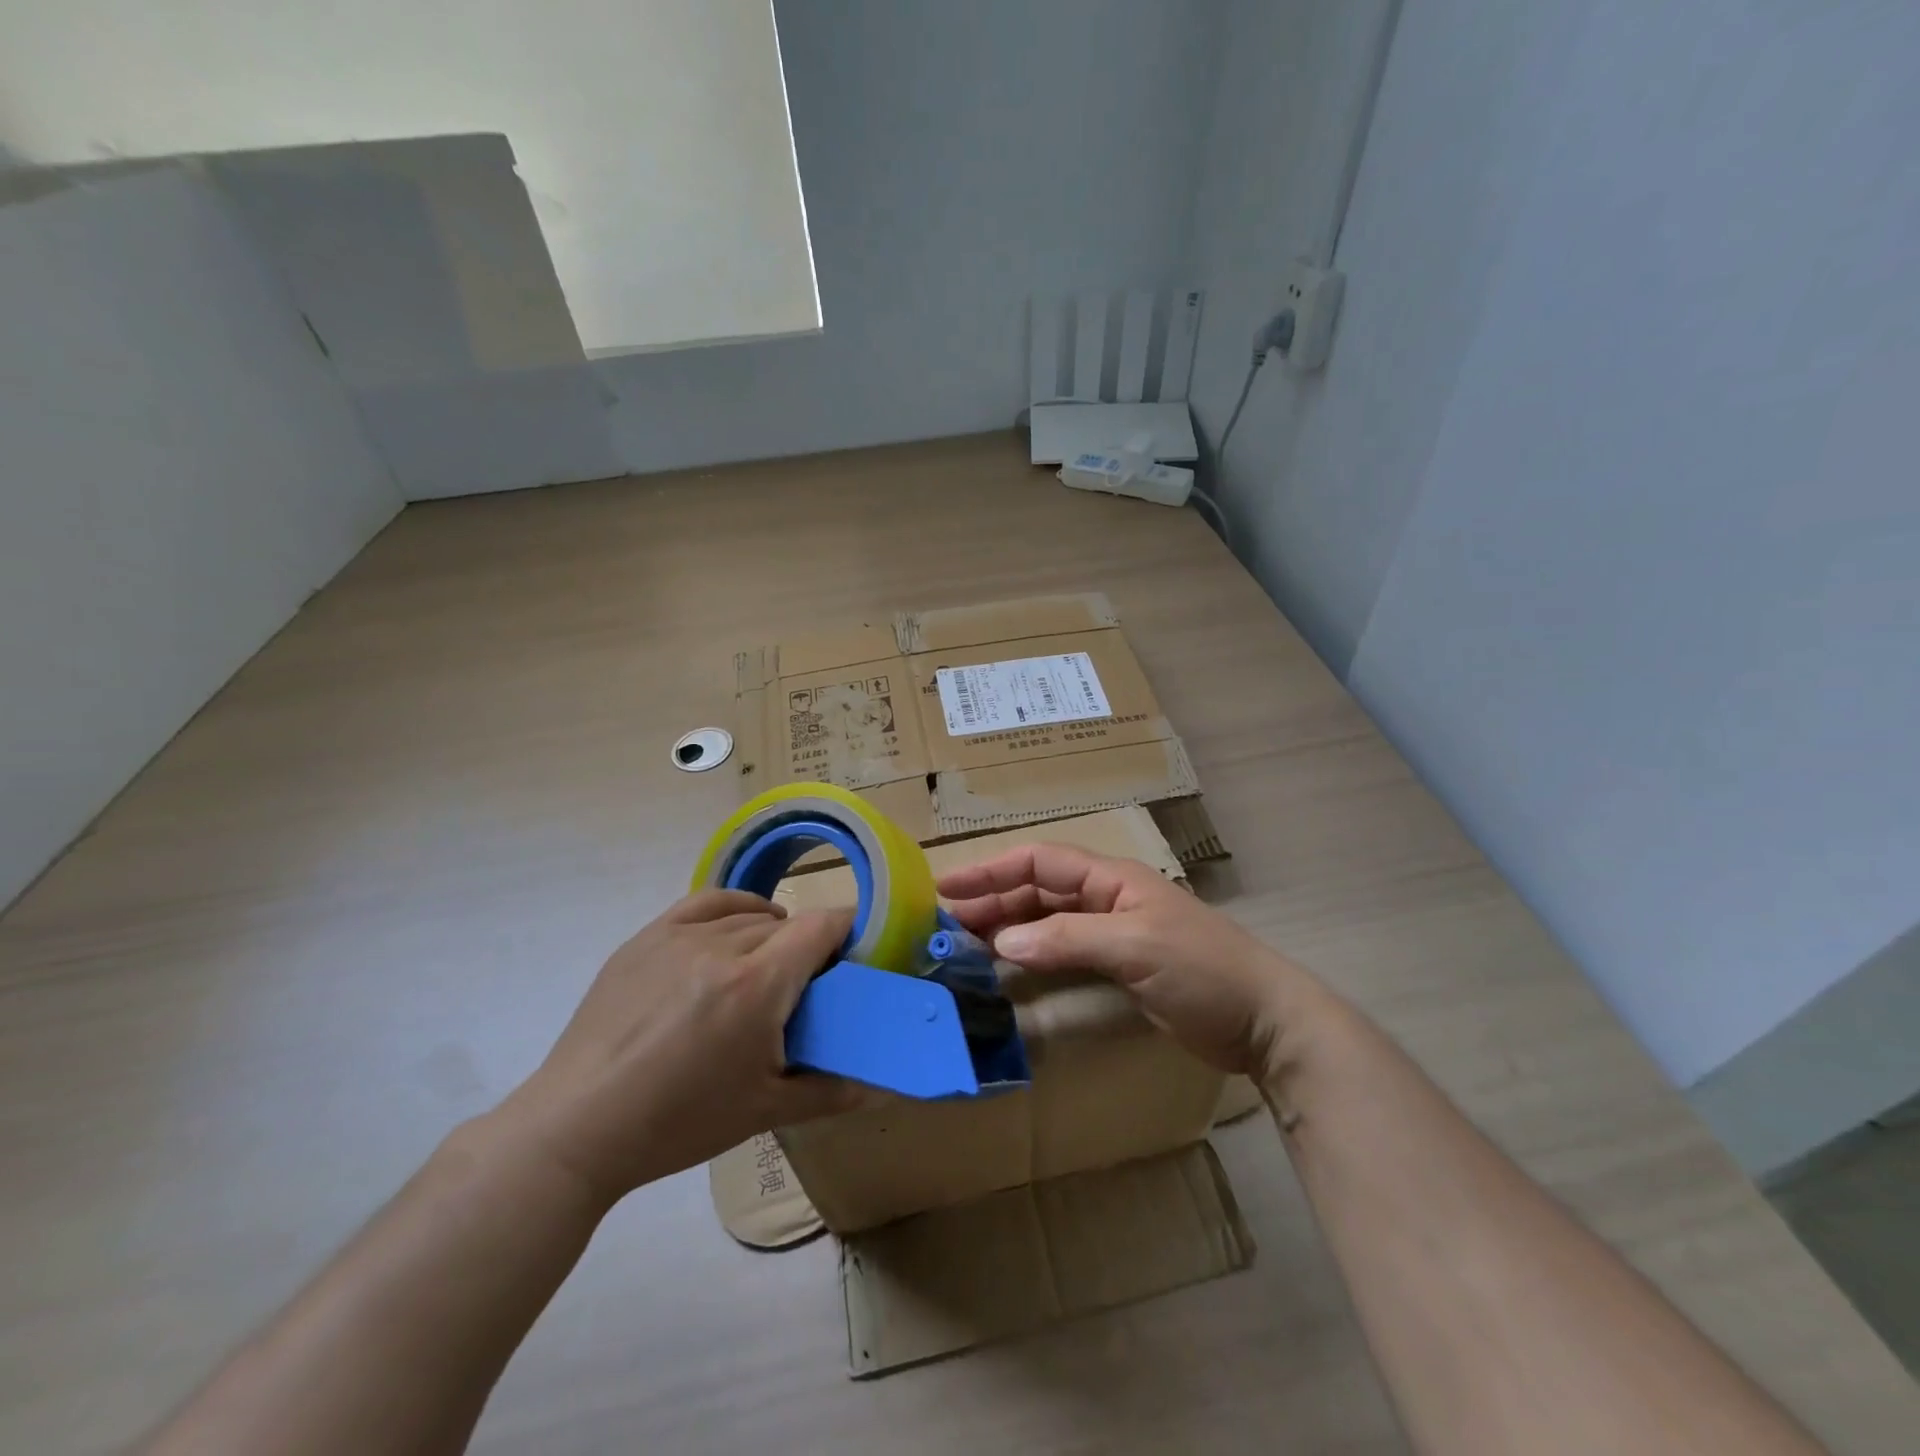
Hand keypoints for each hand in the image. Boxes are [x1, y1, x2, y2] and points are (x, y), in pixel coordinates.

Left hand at [495, 890, 865, 1208]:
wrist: (578, 1126)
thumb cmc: (679, 1122)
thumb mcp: (764, 1111)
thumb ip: (830, 1091)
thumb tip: (882, 1088)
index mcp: (757, 985)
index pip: (820, 925)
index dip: (846, 929)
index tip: (852, 954)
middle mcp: (722, 946)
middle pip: (786, 924)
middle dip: (807, 947)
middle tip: (805, 989)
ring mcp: (678, 936)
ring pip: (747, 917)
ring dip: (770, 935)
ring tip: (766, 970)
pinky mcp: (646, 938)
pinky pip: (705, 904)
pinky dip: (733, 909)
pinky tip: (736, 928)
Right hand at [938, 844, 1325, 1083]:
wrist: (1263, 1019)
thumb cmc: (1202, 970)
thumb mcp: (1134, 948)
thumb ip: (1067, 940)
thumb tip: (1001, 942)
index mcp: (1111, 878)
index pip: (1039, 861)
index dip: (991, 870)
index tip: (946, 886)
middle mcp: (1106, 897)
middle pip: (1037, 888)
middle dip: (991, 898)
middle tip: (944, 920)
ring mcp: (1112, 931)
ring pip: (1046, 918)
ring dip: (1006, 924)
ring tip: (963, 939)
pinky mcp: (1118, 965)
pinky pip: (1062, 948)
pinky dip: (1031, 952)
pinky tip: (1007, 964)